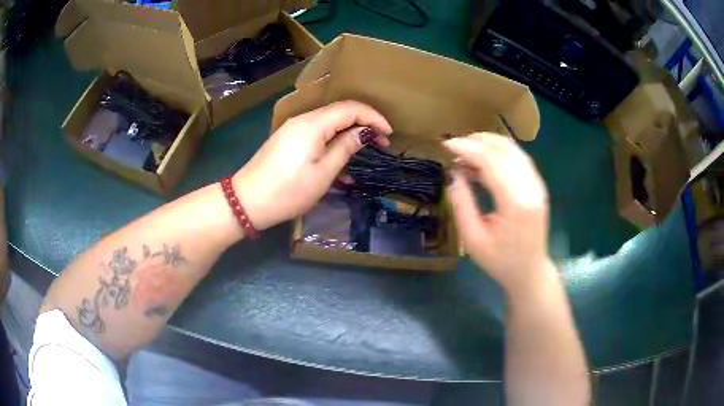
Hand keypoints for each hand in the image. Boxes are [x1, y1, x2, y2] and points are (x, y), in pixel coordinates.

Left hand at [233, 101, 391, 229]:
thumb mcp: (324, 172)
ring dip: (348, 132)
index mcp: (313, 123)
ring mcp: (292, 129)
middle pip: (339, 112)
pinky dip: (332, 140)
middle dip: (363, 123)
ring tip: (365, 149)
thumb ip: (346, 147)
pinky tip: (340, 158)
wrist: (248, 201)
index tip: (389, 134)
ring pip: (328, 122)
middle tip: (381, 142)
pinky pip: (316, 133)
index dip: (373, 117)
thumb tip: (363, 132)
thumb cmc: (289, 190)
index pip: (351, 108)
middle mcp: (302, 119)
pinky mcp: (287, 139)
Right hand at [443, 133, 553, 293]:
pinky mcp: (538, 186)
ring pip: (513, 150)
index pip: (492, 161)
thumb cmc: (500, 261)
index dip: (468, 148)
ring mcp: (537, 185)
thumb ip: (462, 205)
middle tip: (455, 147)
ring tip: (467, 149)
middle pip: (504, 150)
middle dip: (477, 142)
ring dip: (489, 144)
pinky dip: (500, 152)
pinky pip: (519, 158)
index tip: (447, 145)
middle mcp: (530, 188)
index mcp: (515, 203)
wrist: (530, 272)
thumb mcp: (473, 239)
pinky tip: (484, 160)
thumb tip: (453, 175)